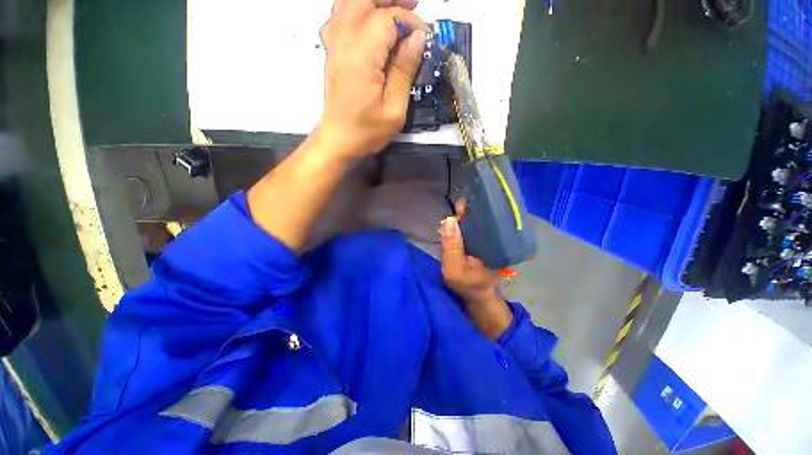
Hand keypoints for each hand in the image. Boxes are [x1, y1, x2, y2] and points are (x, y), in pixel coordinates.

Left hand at [317, 0, 427, 158]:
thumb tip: (417, 38)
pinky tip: (367, 22)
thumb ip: (405, 71)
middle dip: (391, 0)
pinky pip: (338, 17)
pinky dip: (354, 11)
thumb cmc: (367, 131)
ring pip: (348, 3)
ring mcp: (334, 45)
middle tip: (413, 7)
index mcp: (362, 57)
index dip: (410, 22)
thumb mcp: (394, 110)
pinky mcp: (331, 52)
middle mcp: (344, 43)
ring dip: (373, 2)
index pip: (388, 19)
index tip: (424, 39)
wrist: (338, 140)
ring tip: (394, 11)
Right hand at [440, 211, 512, 338]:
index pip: (491, 222)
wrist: (475, 295)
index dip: (478, 211)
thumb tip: (449, 219)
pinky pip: (476, 228)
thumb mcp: (454, 269)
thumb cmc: (466, 284)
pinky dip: (466, 223)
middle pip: (486, 220)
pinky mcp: (484, 242)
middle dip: (472, 211)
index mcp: (496, 248)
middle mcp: (498, 241)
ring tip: (459, 209)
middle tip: (459, 206)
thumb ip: (451, 246)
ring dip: (468, 216)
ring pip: (480, 223)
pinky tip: (459, 220)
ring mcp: (491, 241)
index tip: (464, 205)